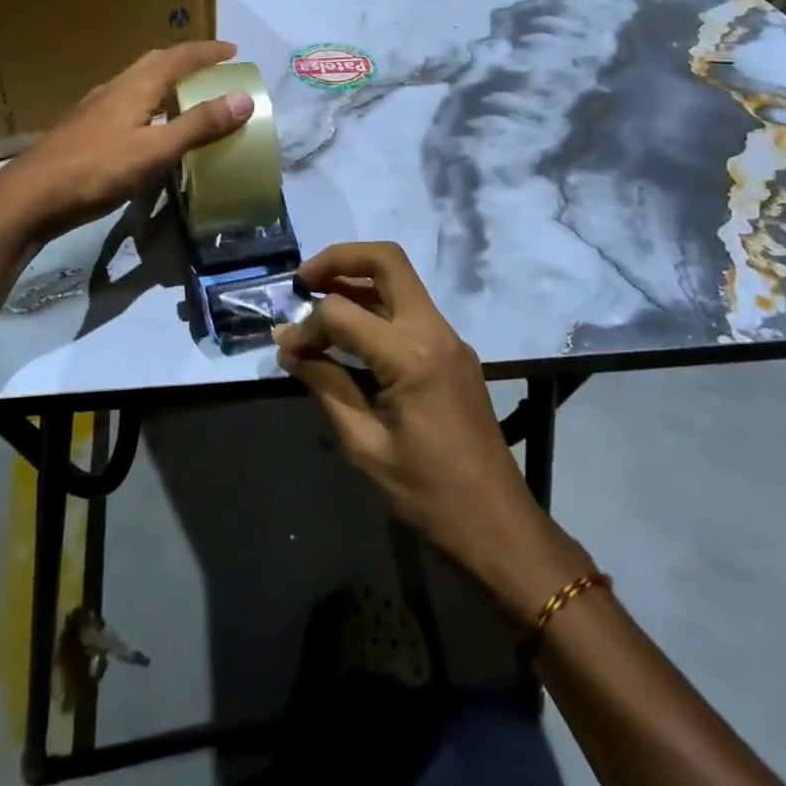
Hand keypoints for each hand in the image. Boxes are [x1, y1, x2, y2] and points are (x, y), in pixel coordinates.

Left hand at [0, 41, 253, 244]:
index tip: (233, 52)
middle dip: (186, 61)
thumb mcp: (156, 150)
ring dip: (166, 82)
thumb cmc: (97, 170)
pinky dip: (148, 104)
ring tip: (186, 98)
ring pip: (138, 82)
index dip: (208, 52)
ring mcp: (95, 107)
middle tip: (212, 70)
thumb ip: (199, 125)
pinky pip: (126, 103)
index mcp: (136, 86)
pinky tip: (148, 128)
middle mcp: (115, 87)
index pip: (179, 56)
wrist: (31, 195)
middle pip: (155, 62)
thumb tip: (243, 98)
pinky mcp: (84, 128)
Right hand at [274, 241, 594, 624]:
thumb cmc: (428, 494)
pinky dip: (375, 305)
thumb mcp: (365, 445)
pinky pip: (409, 309)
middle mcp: (434, 331)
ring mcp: (449, 338)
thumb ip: (326, 386)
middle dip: (339, 259)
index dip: (306, 326)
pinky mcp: (453, 351)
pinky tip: (348, 332)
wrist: (498, 526)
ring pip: (399, 280)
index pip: (343, 313)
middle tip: (303, 281)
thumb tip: (289, 348)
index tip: (287, 348)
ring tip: (316, 299)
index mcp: (412, 356)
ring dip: (356, 279)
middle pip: (387, 260)